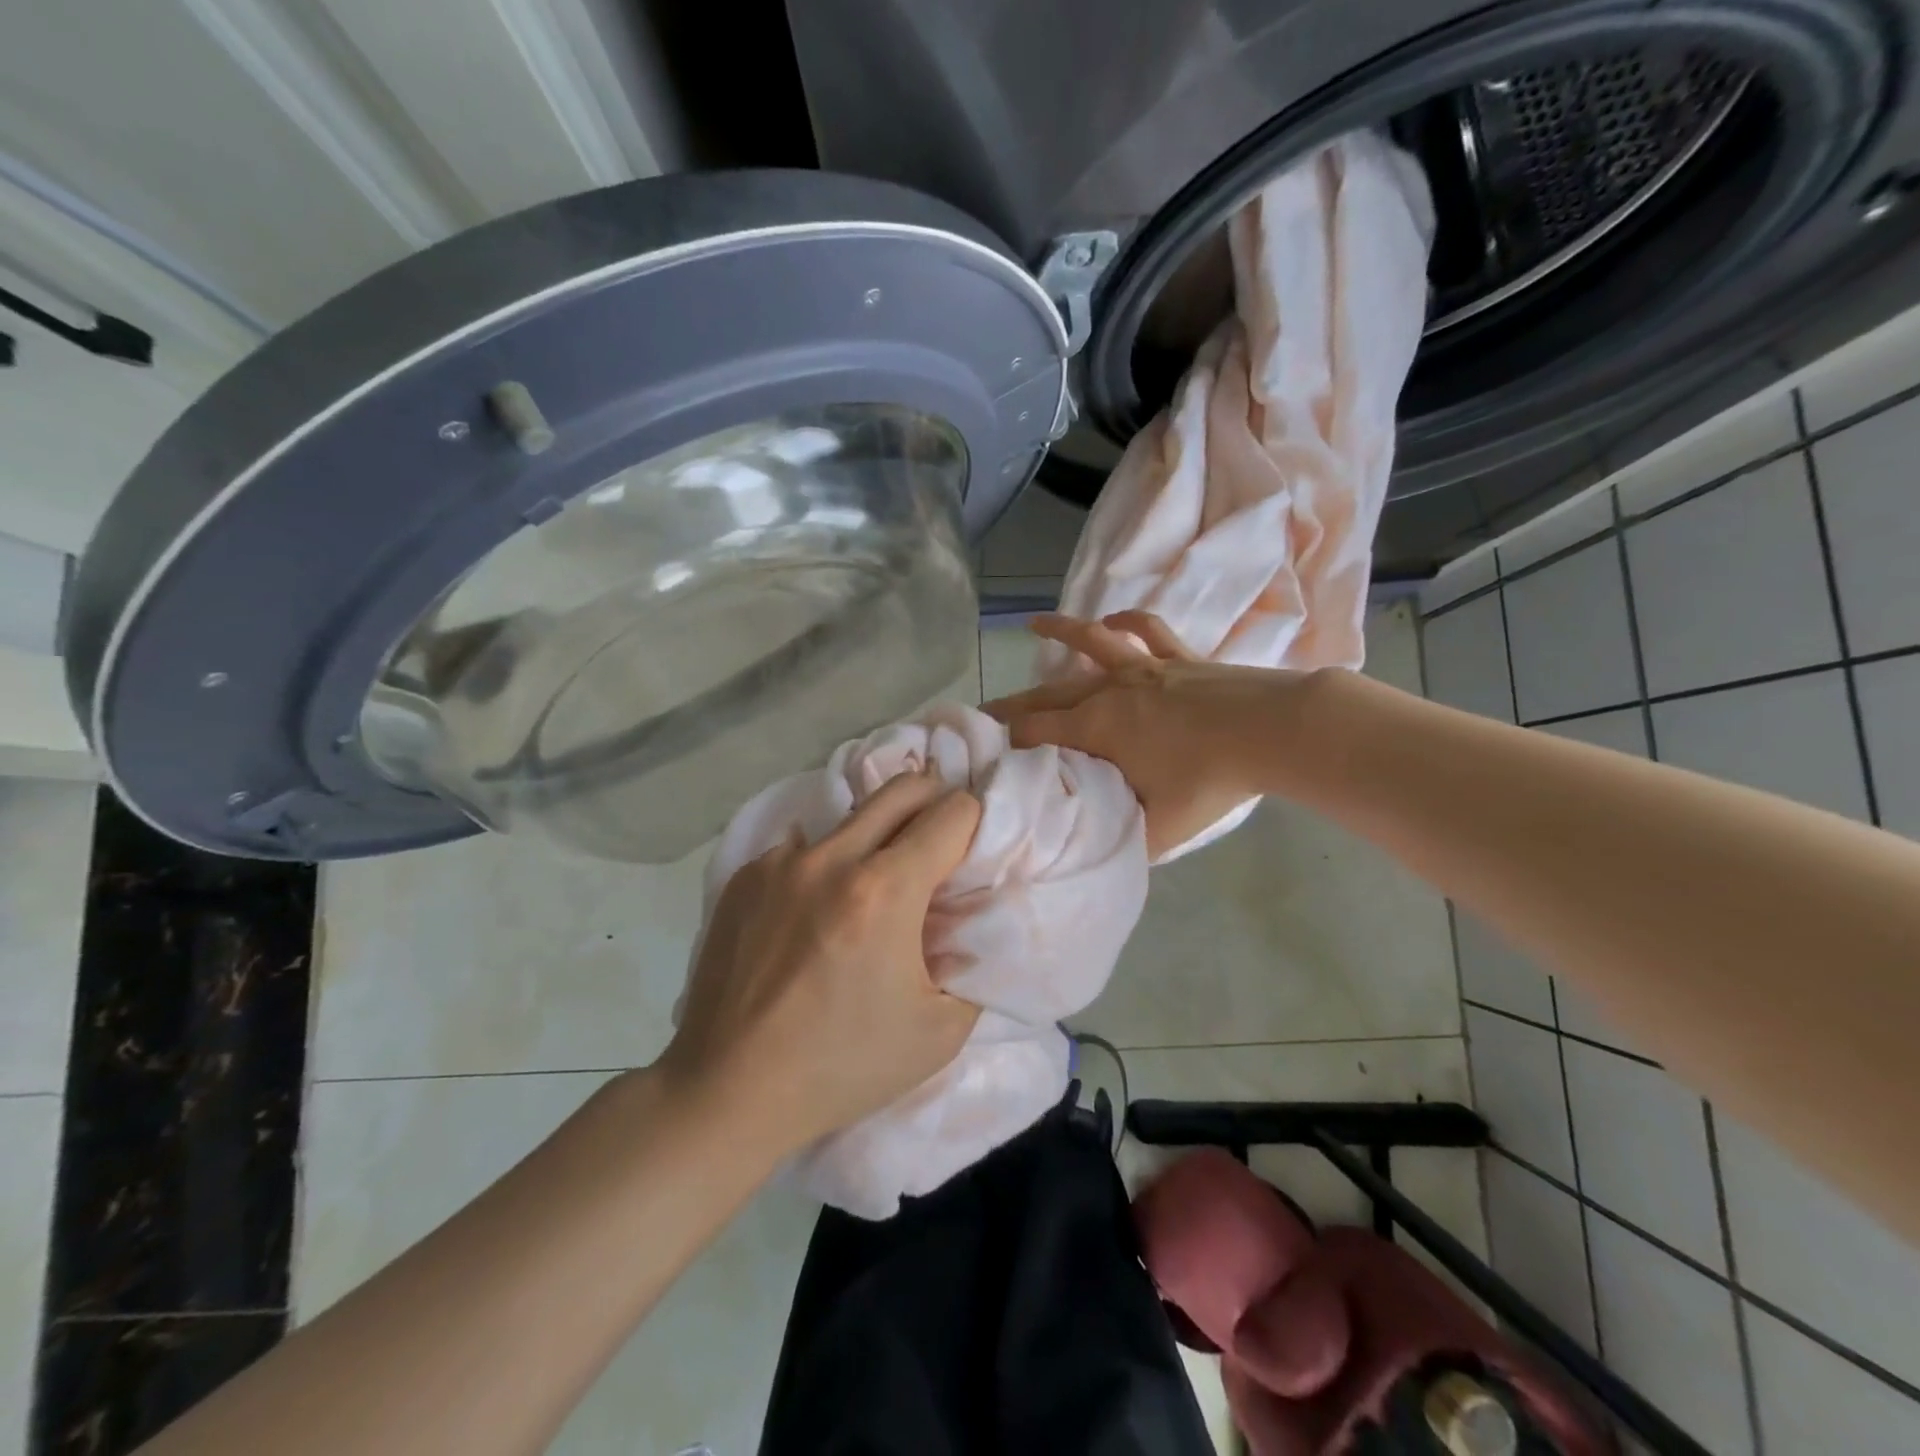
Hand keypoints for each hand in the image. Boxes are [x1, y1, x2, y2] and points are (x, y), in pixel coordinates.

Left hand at [661, 772, 983, 1153]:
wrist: (729, 1090)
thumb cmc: (843, 1066)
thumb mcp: (940, 1031)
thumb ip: (972, 961)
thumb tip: (970, 918)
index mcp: (884, 891)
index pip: (951, 812)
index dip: (974, 827)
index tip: (970, 857)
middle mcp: (830, 858)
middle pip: (903, 788)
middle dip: (934, 804)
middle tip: (938, 847)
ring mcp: (781, 862)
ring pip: (851, 816)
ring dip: (878, 837)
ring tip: (873, 890)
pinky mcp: (745, 875)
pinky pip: (805, 848)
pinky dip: (827, 866)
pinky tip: (816, 915)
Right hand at [984, 612, 1301, 857]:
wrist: (1272, 731)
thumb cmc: (1210, 780)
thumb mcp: (1161, 829)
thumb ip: (1125, 841)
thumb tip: (1099, 853)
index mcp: (1096, 728)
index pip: (1036, 733)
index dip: (1006, 742)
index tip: (984, 749)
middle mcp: (1109, 691)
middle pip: (1049, 692)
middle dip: (1014, 702)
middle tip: (985, 709)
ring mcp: (1144, 668)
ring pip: (1091, 643)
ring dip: (1060, 632)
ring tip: (1035, 624)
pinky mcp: (1178, 657)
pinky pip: (1146, 630)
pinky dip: (1126, 621)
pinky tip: (1113, 620)